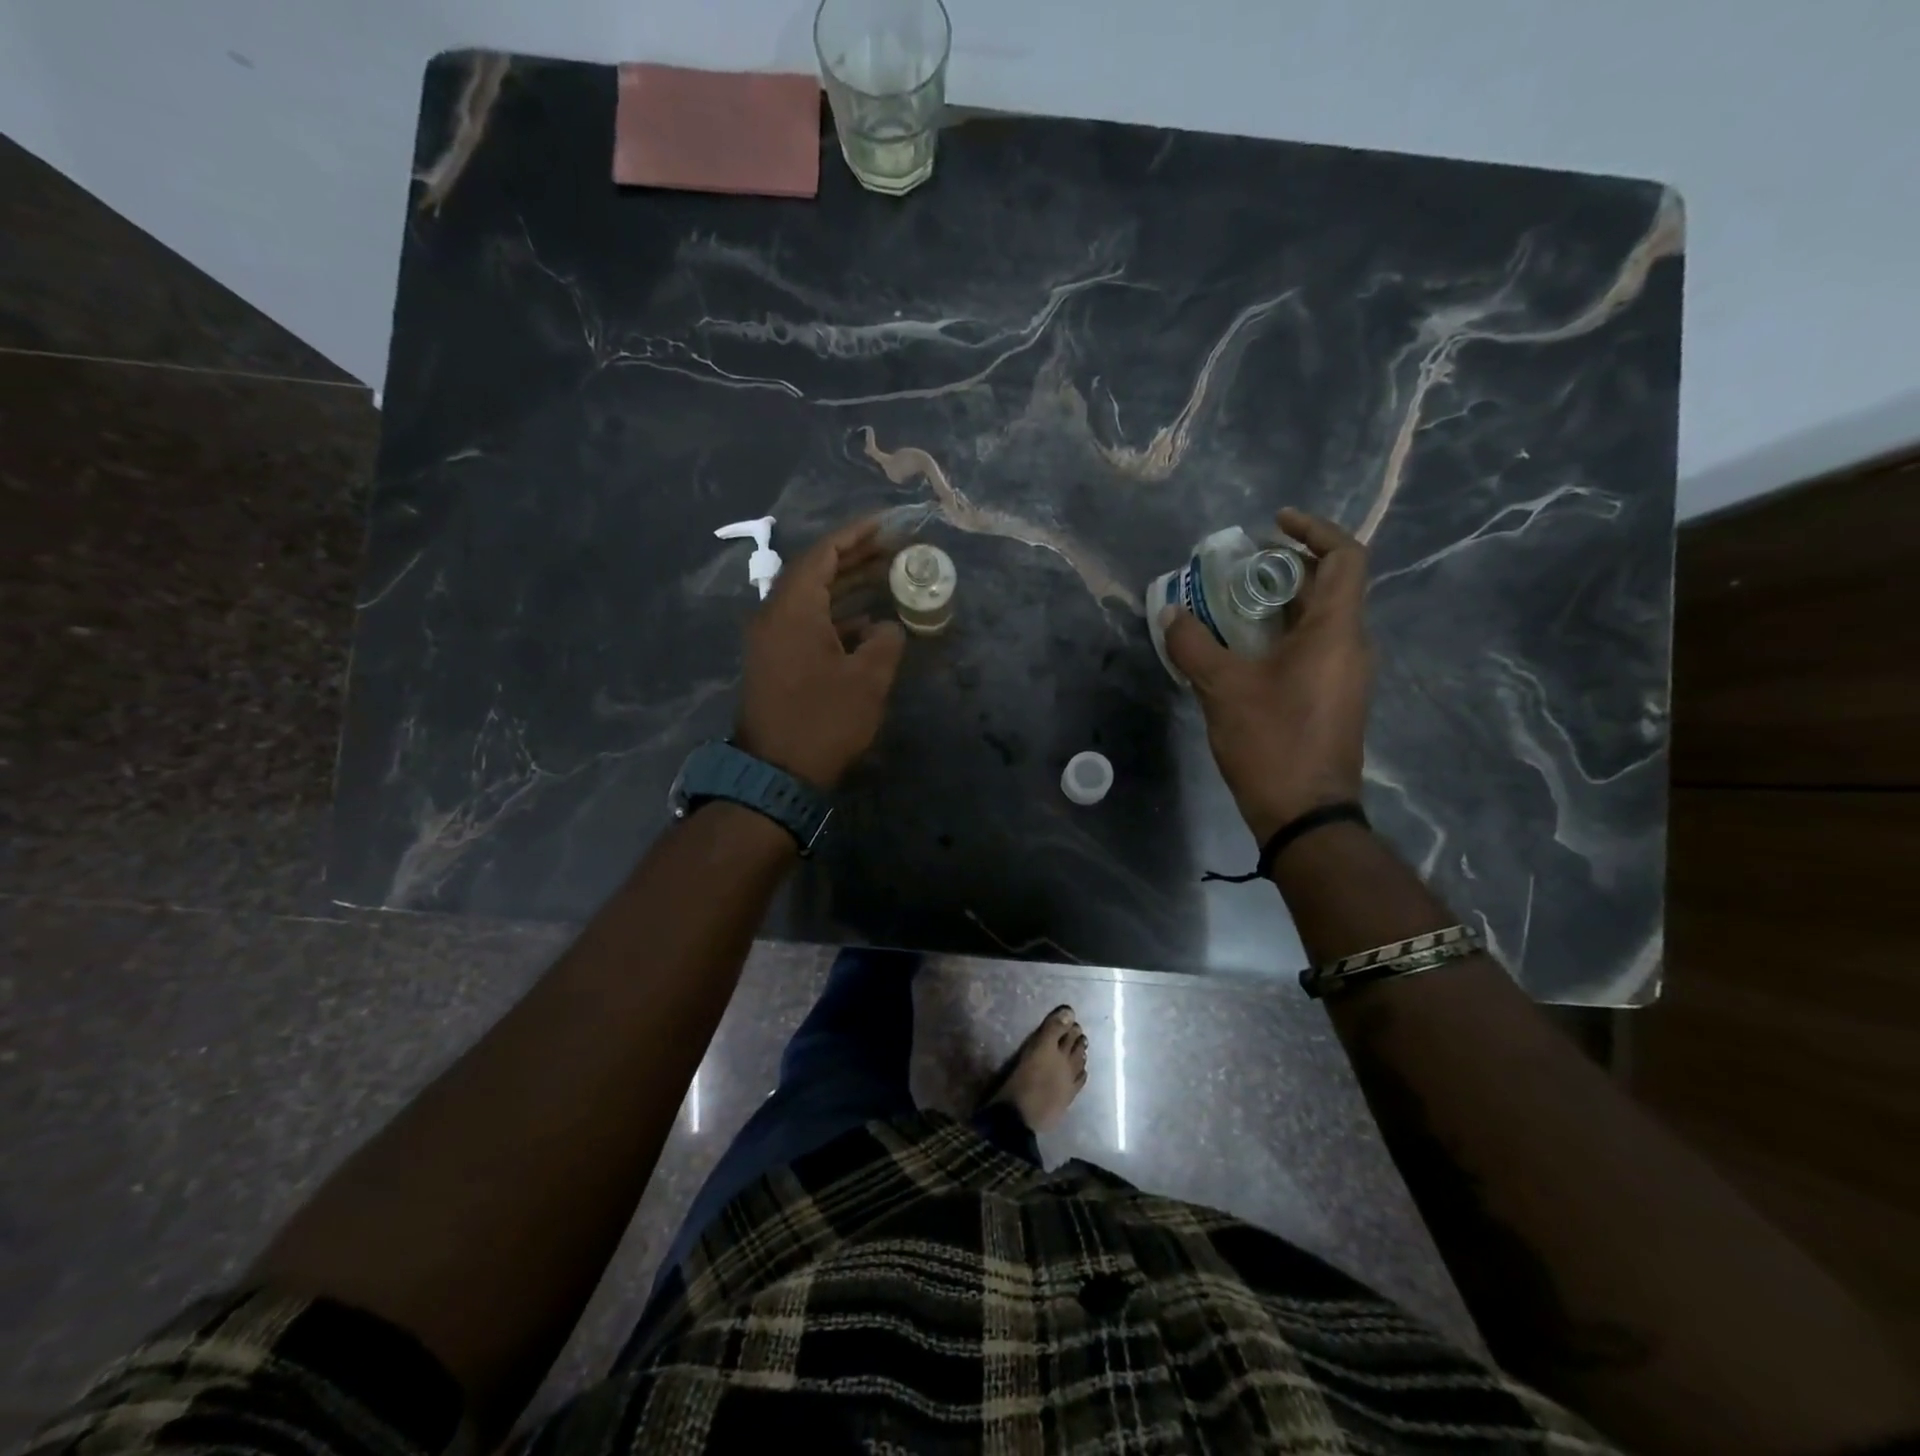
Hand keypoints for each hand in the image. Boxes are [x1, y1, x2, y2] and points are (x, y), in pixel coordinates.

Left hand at [735, 517, 905, 789]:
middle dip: (854, 558)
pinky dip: (837, 617)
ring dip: (847, 587)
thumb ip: (885, 642)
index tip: (885, 525)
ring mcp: (772, 641)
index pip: (822, 554)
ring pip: (812, 600)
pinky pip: (807, 624)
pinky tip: (868, 624)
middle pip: (815, 572)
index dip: (855, 535)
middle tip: (892, 548)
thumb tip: (887, 627)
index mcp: (792, 609)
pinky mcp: (776, 663)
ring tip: (887, 577)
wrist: (777, 773)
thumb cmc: (823, 720)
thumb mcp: (867, 679)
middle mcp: (775, 616)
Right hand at [1160, 509, 1373, 841]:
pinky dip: (1279, 635)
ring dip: (1278, 603)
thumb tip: (1172, 614)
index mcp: (1336, 631)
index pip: (1344, 557)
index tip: (1273, 525)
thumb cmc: (1271, 742)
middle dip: (1284, 567)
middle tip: (1237, 567)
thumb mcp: (1222, 689)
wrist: (1305, 814)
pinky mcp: (1332, 698)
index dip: (1313, 530)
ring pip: (1318, 619)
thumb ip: (1194, 645)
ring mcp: (1344, 675)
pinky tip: (1240, 651)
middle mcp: (1350, 645)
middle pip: (1329, 585)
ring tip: (1230, 604)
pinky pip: (1311, 648)